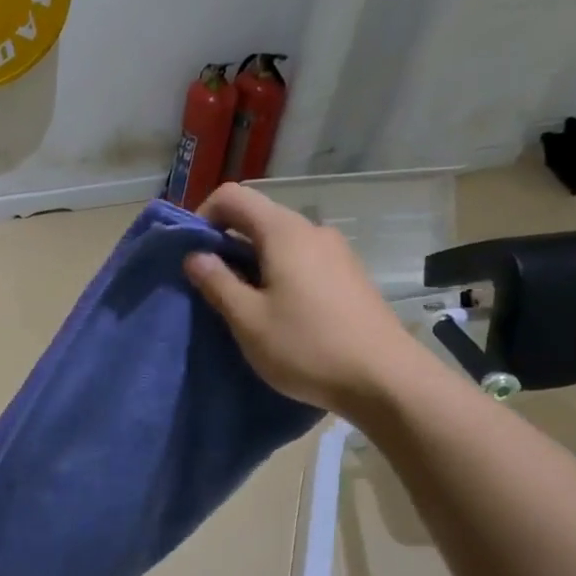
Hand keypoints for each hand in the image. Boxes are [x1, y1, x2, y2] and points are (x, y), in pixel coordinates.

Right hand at [183, 183, 429, 414]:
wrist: (383, 379)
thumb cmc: (306, 347)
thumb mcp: (248, 320)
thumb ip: (217, 283)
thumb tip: (195, 256)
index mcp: (284, 232)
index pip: (233, 197)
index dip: (203, 218)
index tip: (192, 257)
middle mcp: (313, 231)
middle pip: (258, 219)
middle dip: (225, 245)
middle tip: (209, 288)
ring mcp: (336, 252)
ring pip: (279, 243)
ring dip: (251, 264)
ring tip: (242, 307)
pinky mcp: (348, 276)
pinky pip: (301, 261)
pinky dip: (277, 275)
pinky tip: (277, 314)